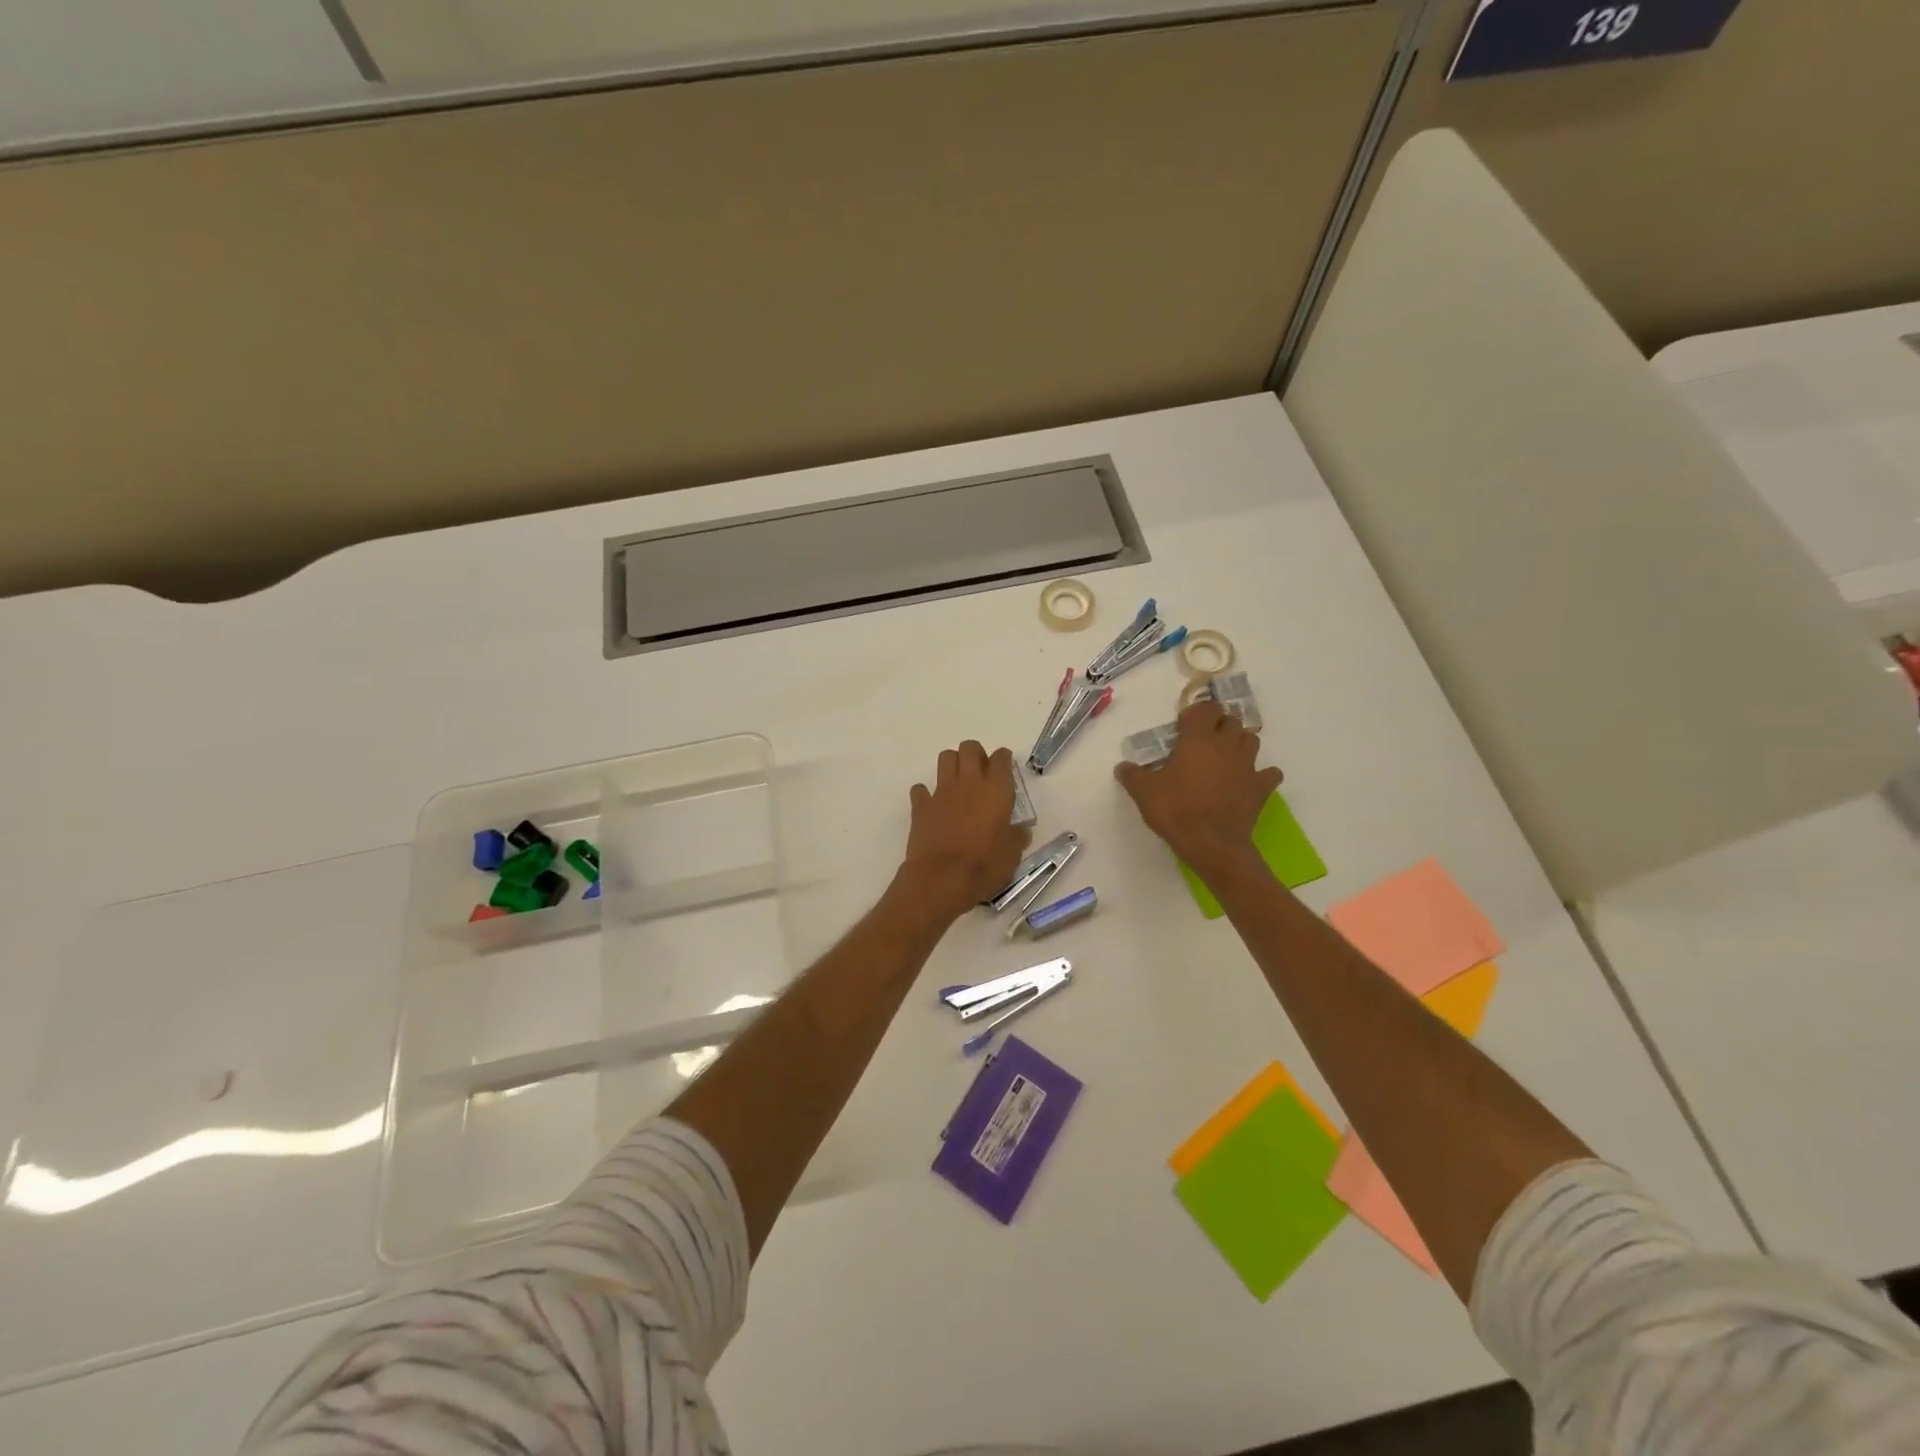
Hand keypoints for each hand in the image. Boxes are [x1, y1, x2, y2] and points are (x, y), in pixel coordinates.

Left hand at [901, 741, 1031, 922]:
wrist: (942, 879)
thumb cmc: (983, 866)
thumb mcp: (1012, 855)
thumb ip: (1016, 837)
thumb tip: (1020, 831)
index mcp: (996, 790)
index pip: (1001, 758)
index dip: (1003, 759)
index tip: (1005, 769)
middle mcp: (969, 783)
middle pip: (970, 748)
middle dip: (976, 754)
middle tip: (981, 773)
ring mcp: (941, 792)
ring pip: (945, 758)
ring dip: (952, 764)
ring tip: (958, 783)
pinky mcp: (920, 806)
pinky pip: (920, 789)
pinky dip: (926, 794)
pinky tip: (933, 806)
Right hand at [1115, 702, 1281, 877]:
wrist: (1212, 844)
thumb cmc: (1176, 810)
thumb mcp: (1143, 792)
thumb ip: (1132, 775)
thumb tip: (1123, 766)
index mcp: (1199, 739)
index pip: (1206, 708)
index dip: (1196, 712)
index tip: (1183, 726)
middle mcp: (1227, 745)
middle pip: (1231, 721)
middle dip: (1219, 726)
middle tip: (1202, 742)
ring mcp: (1248, 766)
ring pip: (1251, 740)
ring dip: (1239, 743)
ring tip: (1224, 757)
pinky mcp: (1261, 788)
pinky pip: (1268, 773)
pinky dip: (1261, 774)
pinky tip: (1248, 781)